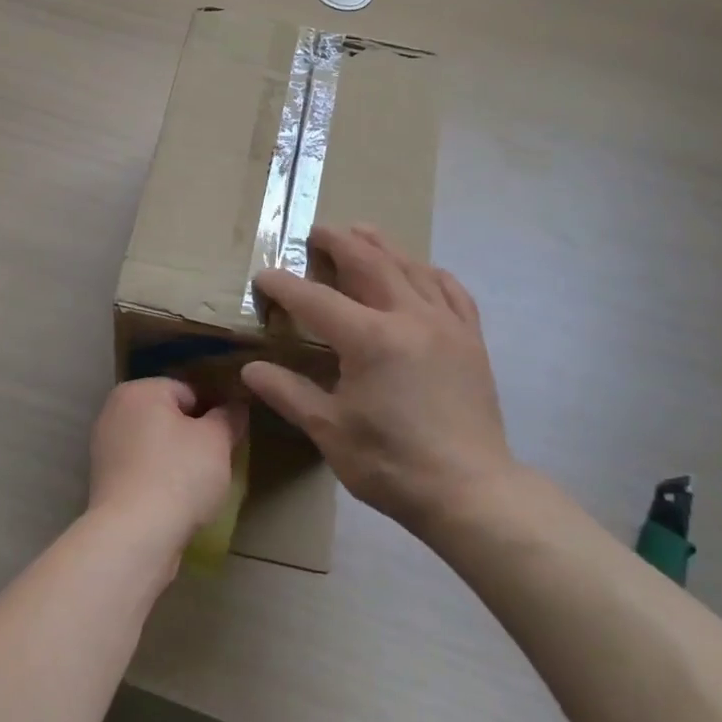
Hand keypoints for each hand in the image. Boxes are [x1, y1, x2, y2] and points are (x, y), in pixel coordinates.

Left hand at [88, 378, 246, 555]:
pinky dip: (160, 478)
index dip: (215, 411)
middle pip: (169, 416)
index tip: (231, 435)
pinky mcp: (105, 481)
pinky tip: (178, 499)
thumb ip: (228, 416)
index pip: (189, 390)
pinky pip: (143, 469)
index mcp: (138, 390)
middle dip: (195, 434)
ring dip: (178, 458)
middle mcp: (114, 411)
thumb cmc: (178, 476)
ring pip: (156, 444)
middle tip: (220, 459)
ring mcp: (105, 447)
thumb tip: (236, 405)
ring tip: (201, 484)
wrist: (134, 536)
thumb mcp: (216, 441)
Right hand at [241, 225, 519, 536]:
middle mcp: (409, 318)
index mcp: (370, 339)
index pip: (316, 300)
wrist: (470, 491)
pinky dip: (430, 273)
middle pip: (369, 265)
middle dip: (339, 244)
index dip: (285, 286)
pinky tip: (422, 269)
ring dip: (383, 246)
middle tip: (317, 230)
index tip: (264, 275)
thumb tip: (250, 370)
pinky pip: (451, 291)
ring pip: (411, 269)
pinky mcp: (470, 340)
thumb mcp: (329, 431)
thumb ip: (289, 393)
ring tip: (363, 231)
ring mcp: (446, 325)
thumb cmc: (392, 464)